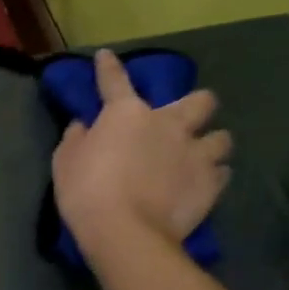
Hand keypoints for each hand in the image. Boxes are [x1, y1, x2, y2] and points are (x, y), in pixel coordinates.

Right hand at [52, 49, 232, 250]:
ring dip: (212, 143)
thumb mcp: (65, 163)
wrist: (125, 233)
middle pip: (200, 101)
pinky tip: (204, 183)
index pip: (115, 81)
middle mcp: (169, 123)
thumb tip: (83, 125)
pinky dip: (214, 176)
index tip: (107, 56)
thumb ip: (75, 139)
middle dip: (196, 106)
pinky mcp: (211, 183)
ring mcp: (195, 153)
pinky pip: (223, 173)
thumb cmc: (87, 194)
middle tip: (184, 122)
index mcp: (127, 114)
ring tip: (202, 156)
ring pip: (222, 137)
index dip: (109, 67)